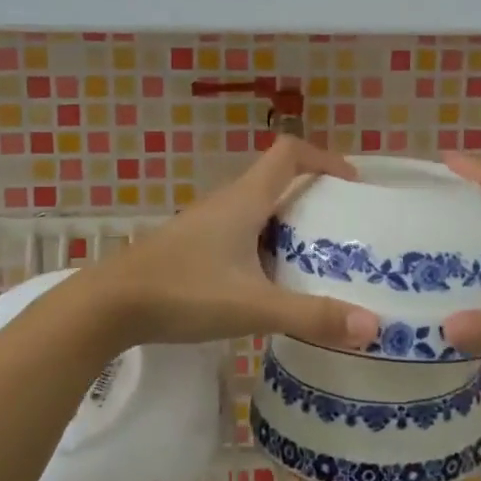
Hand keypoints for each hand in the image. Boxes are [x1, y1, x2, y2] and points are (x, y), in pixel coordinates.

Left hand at [84, 138, 379, 350]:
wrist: (107, 306)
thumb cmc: (183, 292)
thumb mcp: (253, 306)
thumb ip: (311, 316)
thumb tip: (373, 327)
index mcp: (245, 200)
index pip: (289, 153)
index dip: (324, 157)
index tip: (351, 182)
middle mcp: (226, 203)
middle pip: (276, 182)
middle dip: (313, 197)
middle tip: (344, 230)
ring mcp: (204, 225)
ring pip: (257, 211)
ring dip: (287, 225)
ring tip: (316, 260)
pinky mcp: (191, 248)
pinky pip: (240, 234)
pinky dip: (264, 247)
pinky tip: (269, 284)